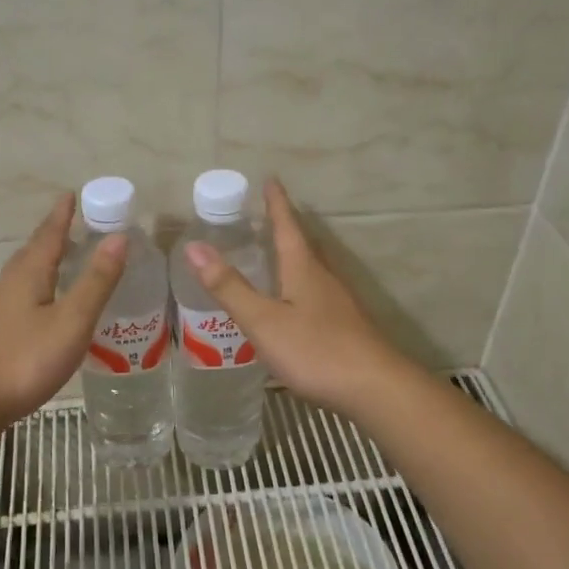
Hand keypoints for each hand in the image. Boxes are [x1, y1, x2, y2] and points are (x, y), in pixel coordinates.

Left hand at [0, 194, 126, 428]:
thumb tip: (118, 238)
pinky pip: (24, 293)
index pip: (49, 234)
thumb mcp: (71, 320)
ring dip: (46, 259)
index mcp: (30, 274)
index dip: (62, 214)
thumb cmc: (25, 359)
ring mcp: (0, 308)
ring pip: (27, 272)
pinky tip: (49, 303)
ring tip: (66, 258)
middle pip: (34, 250)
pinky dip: (41, 285)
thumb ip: (96, 281)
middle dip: (54, 234)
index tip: (71, 194)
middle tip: (76, 223)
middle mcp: (11, 283)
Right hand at [182, 178, 408, 418]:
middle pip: (303, 245)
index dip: (277, 204)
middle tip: (266, 215)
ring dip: (294, 257)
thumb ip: (229, 287)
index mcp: (303, 269)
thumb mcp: (263, 320)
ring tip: (275, 255)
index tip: (270, 180)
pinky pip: (317, 294)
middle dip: (284, 228)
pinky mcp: (345, 326)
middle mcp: (324, 278)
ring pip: (312, 270)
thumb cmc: (315, 350)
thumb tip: (194, 246)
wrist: (374, 388)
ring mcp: (338, 303)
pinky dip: (300, 286)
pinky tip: (294, 304)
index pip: (287, 226)